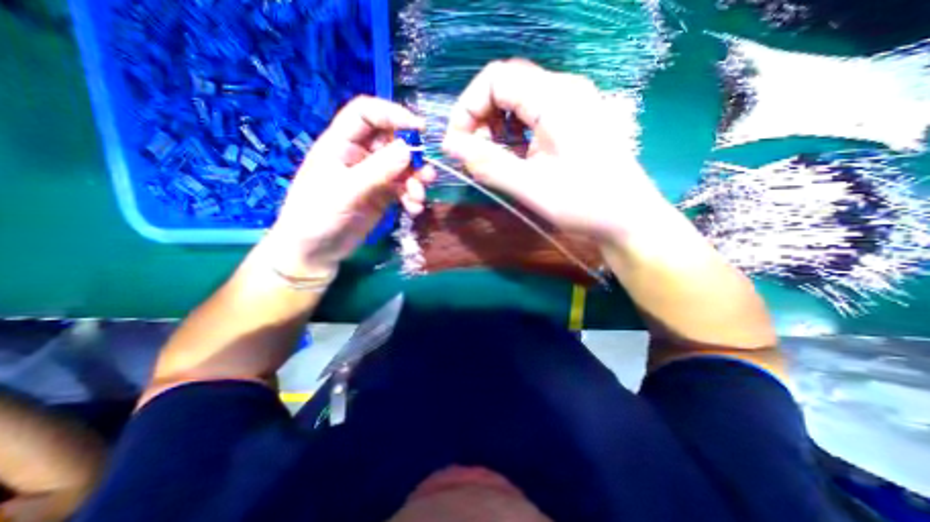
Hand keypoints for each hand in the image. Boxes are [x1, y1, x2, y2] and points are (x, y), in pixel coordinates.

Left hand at [260, 95, 436, 278]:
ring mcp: (373, 176)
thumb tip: (408, 149)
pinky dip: (412, 197)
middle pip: (392, 142)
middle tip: (426, 174)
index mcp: (341, 143)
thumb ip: (377, 170)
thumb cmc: (317, 216)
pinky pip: (404, 189)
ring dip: (416, 181)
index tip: (419, 129)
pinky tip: (414, 210)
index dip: (393, 114)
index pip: (366, 113)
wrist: (316, 251)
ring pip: (403, 167)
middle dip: (412, 157)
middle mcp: (359, 155)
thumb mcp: (345, 191)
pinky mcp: (383, 196)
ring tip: (419, 198)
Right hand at [440, 58, 668, 243]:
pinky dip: (512, 137)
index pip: (495, 78)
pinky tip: (512, 159)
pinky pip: (530, 118)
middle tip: (474, 156)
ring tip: (491, 161)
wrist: (628, 220)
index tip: (457, 144)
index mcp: (555, 98)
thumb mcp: (530, 187)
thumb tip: (450, 145)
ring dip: (495, 129)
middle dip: (480, 119)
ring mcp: (569, 106)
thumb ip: (487, 163)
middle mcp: (563, 91)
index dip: (468, 107)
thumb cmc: (585, 204)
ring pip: (516, 103)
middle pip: (505, 87)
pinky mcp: (571, 123)